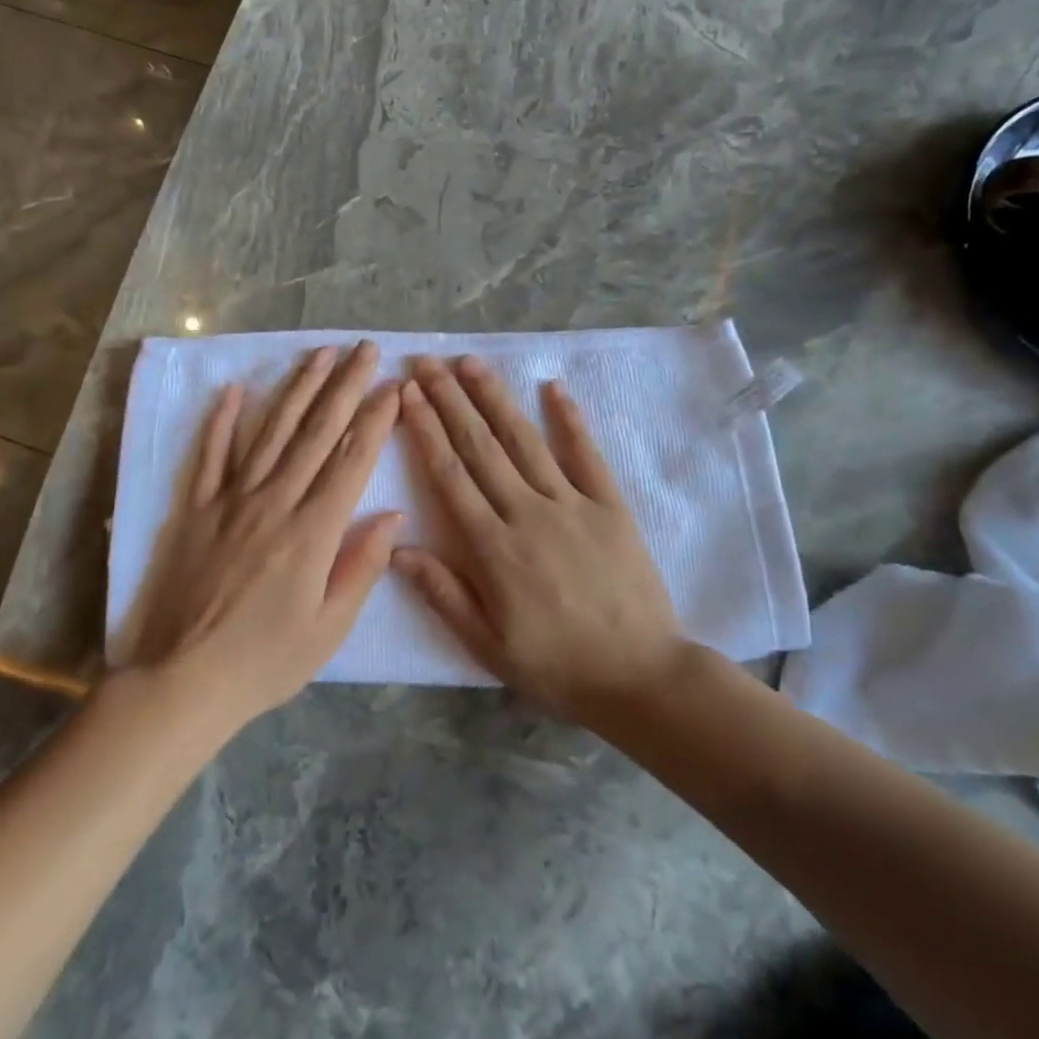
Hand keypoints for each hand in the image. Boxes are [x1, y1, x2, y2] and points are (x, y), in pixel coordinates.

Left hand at [125, 341, 401, 727]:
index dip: (375, 419)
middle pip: (316, 433)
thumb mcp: (329, 628)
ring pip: (270, 432)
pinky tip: (236, 390)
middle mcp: (274, 502)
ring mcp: (230, 500)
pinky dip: (222, 421)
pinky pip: (209, 456)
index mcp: (312, 531)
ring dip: (297, 389)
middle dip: (345, 386)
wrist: (182, 681)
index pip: (351, 460)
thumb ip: (362, 566)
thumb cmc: (265, 661)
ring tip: (319, 354)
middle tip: (364, 349)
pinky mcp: (195, 509)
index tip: (393, 385)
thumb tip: (392, 515)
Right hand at [392, 355, 686, 723]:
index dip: (426, 430)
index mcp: (493, 547)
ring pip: (524, 440)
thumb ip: (443, 593)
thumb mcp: (488, 645)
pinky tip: (553, 387)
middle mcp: (527, 512)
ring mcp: (572, 503)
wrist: (641, 675)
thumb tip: (397, 548)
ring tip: (471, 363)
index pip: (450, 475)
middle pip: (480, 446)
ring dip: (495, 398)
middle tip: (427, 362)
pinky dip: (570, 419)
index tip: (408, 393)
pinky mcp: (610, 505)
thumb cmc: (558, 665)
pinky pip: (586, 454)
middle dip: (450, 400)